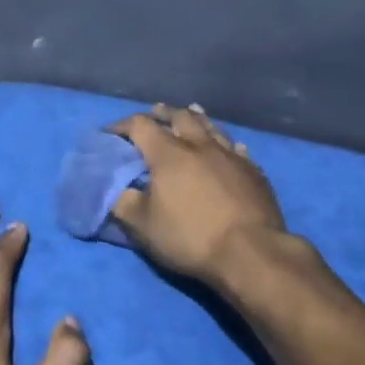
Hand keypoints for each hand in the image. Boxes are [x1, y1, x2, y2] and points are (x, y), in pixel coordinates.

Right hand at [110, 103, 287, 288]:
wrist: (250, 251)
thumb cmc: (190, 236)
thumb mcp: (143, 226)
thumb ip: (123, 203)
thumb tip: (115, 190)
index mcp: (169, 154)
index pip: (141, 126)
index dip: (122, 126)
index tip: (111, 133)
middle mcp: (200, 145)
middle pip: (180, 117)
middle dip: (164, 113)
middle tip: (155, 113)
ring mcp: (231, 156)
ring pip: (211, 127)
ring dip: (196, 118)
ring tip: (190, 113)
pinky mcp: (253, 171)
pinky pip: (236, 148)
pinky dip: (226, 143)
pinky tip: (229, 146)